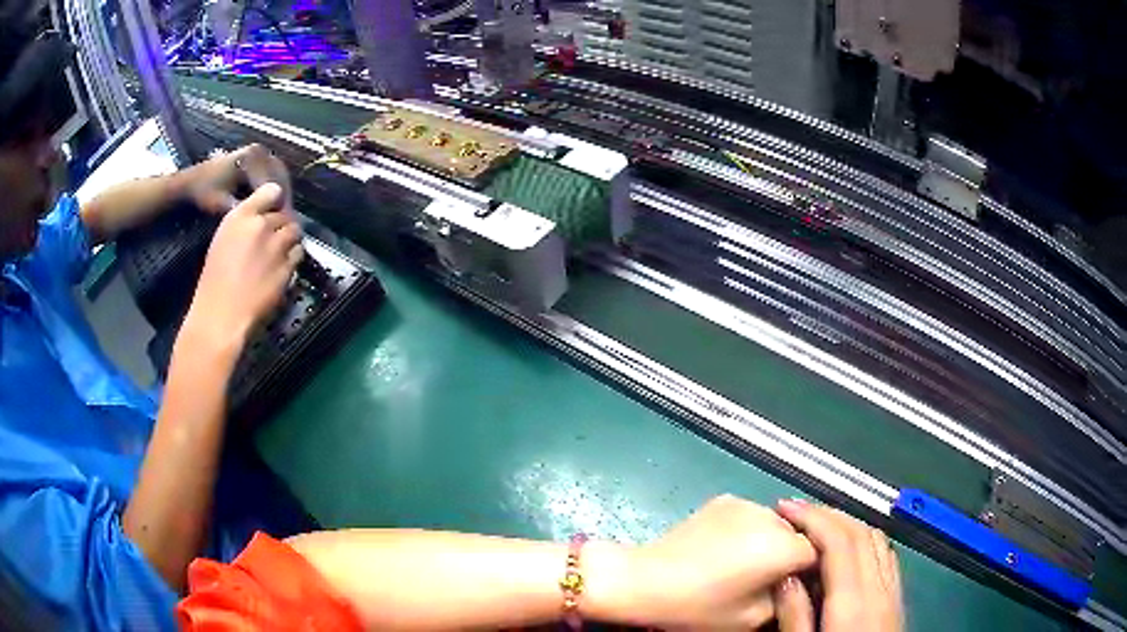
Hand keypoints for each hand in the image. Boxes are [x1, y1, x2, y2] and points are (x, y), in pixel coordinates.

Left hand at [182, 144, 292, 214]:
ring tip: (282, 216)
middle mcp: (260, 151)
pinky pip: (273, 174)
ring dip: (282, 195)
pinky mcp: (257, 159)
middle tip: (287, 222)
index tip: (283, 224)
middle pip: (280, 177)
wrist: (192, 180)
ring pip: (279, 176)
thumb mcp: (222, 204)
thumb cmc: (204, 192)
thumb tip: (264, 223)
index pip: (272, 183)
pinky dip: (276, 190)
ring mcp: (260, 153)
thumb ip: (243, 211)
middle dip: (285, 199)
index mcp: (252, 159)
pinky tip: (274, 206)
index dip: (279, 205)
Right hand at [183, 183, 303, 353]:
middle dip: (281, 224)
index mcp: (240, 216)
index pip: (271, 191)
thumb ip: (244, 224)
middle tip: (274, 239)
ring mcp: (276, 246)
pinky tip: (283, 266)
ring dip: (290, 239)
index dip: (275, 199)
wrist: (221, 314)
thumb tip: (262, 218)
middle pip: (284, 214)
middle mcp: (261, 225)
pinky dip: (293, 256)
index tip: (273, 209)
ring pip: (295, 231)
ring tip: (280, 252)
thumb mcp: (223, 240)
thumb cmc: (214, 281)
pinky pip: (298, 252)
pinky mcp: (287, 266)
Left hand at [625, 495, 817, 628]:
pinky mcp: (723, 500)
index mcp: (782, 546)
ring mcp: (745, 503)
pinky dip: (749, 530)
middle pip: (797, 534)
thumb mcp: (752, 618)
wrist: (645, 580)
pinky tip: (725, 550)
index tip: (798, 584)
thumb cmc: (699, 607)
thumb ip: (787, 597)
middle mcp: (770, 516)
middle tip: (769, 578)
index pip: (820, 551)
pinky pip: (750, 516)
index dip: (812, 570)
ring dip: (770, 540)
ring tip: (744, 563)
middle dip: (790, 554)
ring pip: (775, 523)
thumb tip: (796, 583)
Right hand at [774, 500, 903, 631]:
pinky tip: (848, 548)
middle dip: (828, 514)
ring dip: (848, 523)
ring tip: (818, 525)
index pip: (840, 542)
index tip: (785, 508)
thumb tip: (786, 575)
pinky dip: (865, 539)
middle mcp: (879, 588)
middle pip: (861, 533)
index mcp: (853, 604)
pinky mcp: (897, 598)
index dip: (813, 517)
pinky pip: (885, 554)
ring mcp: (893, 591)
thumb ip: (795, 616)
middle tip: (796, 511)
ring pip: (876, 539)